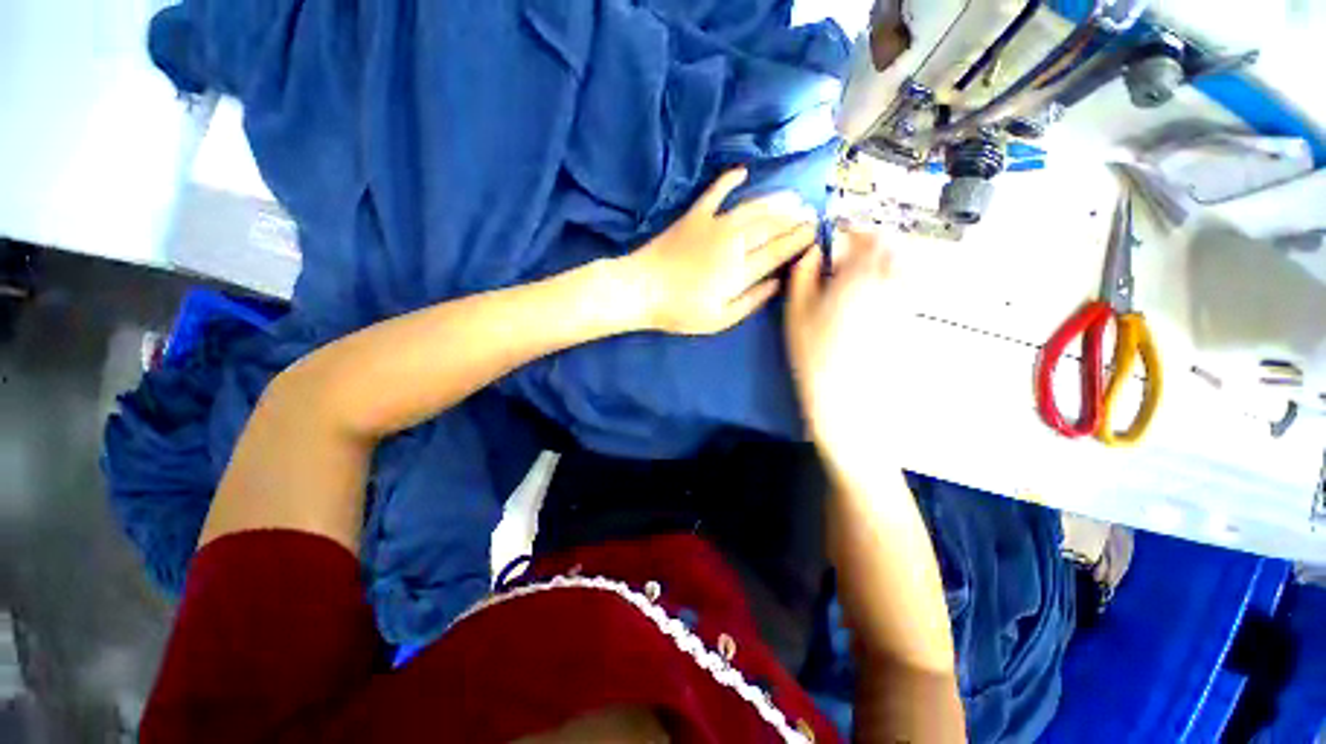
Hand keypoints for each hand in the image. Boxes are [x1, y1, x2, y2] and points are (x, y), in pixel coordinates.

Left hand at [621, 168, 818, 334]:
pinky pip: (715, 192)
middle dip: (795, 218)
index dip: (799, 240)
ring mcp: (714, 224)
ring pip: (753, 208)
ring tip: (793, 197)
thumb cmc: (680, 311)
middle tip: (811, 211)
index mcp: (741, 270)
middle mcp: (734, 242)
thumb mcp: (720, 319)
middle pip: (771, 226)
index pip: (779, 251)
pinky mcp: (694, 216)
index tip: (816, 232)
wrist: (642, 289)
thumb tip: (777, 283)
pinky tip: (742, 172)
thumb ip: (751, 301)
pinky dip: (729, 180)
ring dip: (775, 201)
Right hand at [785, 227, 910, 476]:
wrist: (848, 395)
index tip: (838, 237)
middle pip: (891, 246)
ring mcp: (903, 300)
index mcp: (858, 275)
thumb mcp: (796, 311)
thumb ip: (803, 274)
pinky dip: (893, 278)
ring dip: (885, 258)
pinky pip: (907, 284)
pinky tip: (874, 294)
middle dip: (872, 242)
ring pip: (903, 263)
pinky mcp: (907, 318)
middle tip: (850, 253)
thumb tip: (810, 251)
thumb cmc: (814, 353)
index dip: (852, 231)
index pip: (865, 236)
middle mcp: (889, 281)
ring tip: (863, 270)